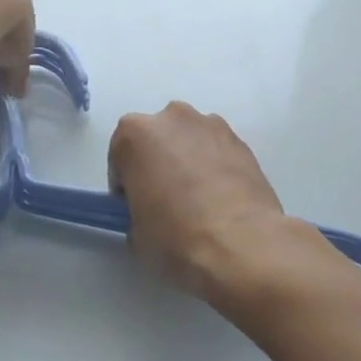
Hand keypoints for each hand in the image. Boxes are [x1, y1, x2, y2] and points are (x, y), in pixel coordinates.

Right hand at [107, 103, 288, 298]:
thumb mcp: (135, 230)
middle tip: (166, 200)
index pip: (120, 155)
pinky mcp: (240, 139)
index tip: (135, 206)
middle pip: (157, 139)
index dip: (126, 183)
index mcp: (135, 133)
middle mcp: (171, 117)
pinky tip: (221, 198)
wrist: (240, 243)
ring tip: (199, 199)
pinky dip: (215, 166)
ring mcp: (210, 124)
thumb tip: (149, 210)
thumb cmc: (175, 235)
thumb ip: (136, 207)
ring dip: (188, 160)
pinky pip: (217, 150)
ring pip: (189, 140)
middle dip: (158, 162)